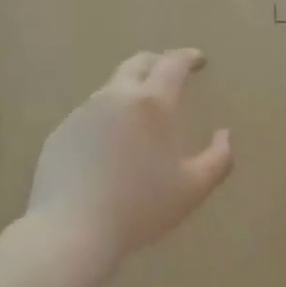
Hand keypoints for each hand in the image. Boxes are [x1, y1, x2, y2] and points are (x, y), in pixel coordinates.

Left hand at [26, 49, 233, 271]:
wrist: (73, 229)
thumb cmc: (141, 207)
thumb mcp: (194, 188)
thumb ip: (219, 158)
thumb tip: (224, 134)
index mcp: (152, 104)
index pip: (173, 64)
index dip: (188, 57)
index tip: (199, 60)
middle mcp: (115, 97)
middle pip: (137, 64)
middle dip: (158, 63)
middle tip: (171, 74)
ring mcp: (82, 113)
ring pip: (111, 89)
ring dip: (131, 91)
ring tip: (142, 115)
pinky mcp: (61, 133)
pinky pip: (90, 116)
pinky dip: (107, 119)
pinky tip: (111, 147)